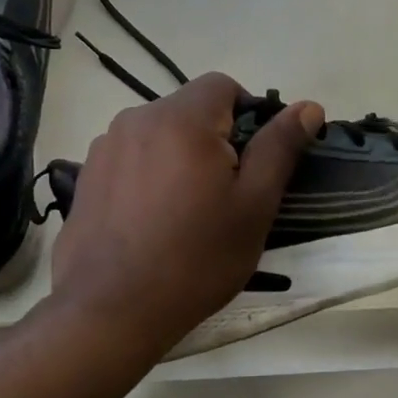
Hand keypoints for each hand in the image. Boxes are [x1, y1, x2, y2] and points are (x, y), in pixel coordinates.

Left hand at [49, 73, 323, 356]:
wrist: (111, 311)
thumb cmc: (196, 257)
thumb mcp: (254, 205)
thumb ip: (280, 147)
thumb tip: (309, 107)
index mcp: (182, 119)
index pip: (224, 86)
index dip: (248, 115)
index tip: (253, 162)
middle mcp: (137, 118)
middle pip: (190, 110)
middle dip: (214, 140)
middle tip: (225, 195)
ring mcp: (106, 147)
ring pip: (160, 134)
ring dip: (180, 156)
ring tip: (186, 211)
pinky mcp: (87, 175)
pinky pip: (132, 157)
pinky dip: (150, 174)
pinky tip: (151, 220)